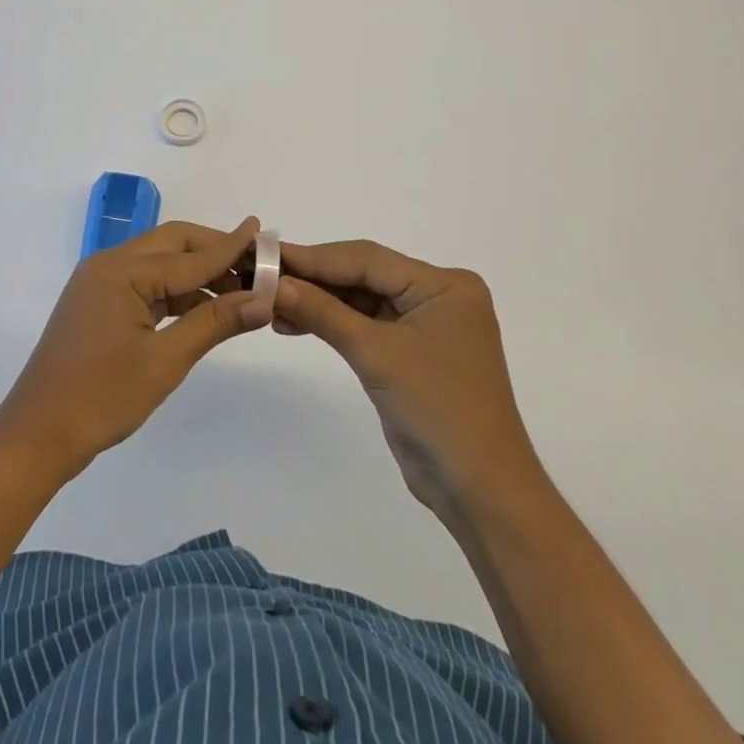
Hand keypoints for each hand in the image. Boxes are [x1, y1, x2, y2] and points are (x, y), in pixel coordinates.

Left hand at [0, 219, 271, 478]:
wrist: (36, 436)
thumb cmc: (101, 398)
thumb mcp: (164, 361)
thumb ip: (214, 323)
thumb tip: (263, 300)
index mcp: (121, 271)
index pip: (190, 256)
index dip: (231, 248)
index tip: (264, 232)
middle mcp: (108, 264)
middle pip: (172, 245)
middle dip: (214, 251)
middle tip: (255, 264)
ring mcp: (100, 282)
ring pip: (159, 263)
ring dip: (197, 272)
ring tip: (239, 289)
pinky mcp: (98, 302)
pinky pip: (145, 283)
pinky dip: (176, 291)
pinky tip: (203, 307)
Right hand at [275, 241, 538, 521]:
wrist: (479, 489)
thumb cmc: (437, 410)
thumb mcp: (376, 355)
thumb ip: (324, 313)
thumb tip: (275, 284)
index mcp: (444, 284)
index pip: (369, 259)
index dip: (316, 257)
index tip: (270, 253)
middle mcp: (438, 295)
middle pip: (366, 276)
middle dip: (315, 279)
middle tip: (265, 276)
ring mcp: (426, 324)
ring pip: (363, 300)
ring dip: (319, 303)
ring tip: (272, 304)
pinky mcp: (412, 351)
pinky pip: (367, 325)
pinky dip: (334, 324)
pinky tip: (295, 323)